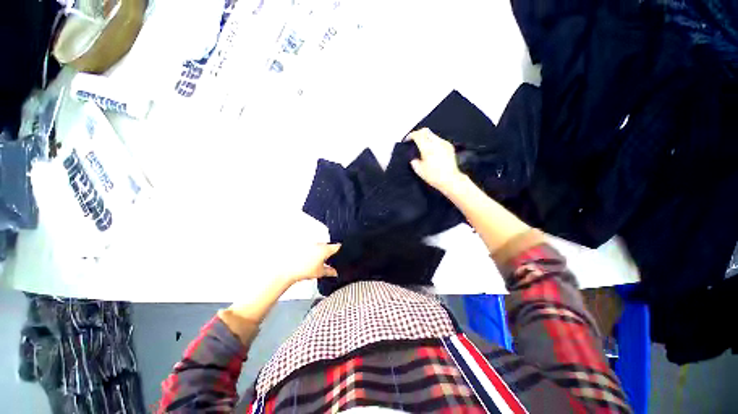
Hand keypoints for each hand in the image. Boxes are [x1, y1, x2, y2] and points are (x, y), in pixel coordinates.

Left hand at [279, 243, 340, 283]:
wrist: (288, 270)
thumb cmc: (304, 270)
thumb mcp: (320, 273)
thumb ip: (330, 271)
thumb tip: (335, 272)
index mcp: (325, 249)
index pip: (337, 246)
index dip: (341, 250)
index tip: (342, 254)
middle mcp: (319, 244)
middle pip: (328, 246)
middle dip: (330, 253)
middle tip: (330, 261)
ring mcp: (311, 244)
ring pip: (320, 247)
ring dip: (321, 252)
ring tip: (319, 262)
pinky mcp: (303, 246)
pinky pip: (312, 248)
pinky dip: (313, 252)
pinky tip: (310, 260)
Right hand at [408, 128, 465, 193]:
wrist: (450, 179)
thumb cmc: (434, 176)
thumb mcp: (419, 171)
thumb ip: (414, 162)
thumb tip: (414, 158)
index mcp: (427, 148)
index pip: (418, 135)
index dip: (411, 135)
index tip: (407, 139)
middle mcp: (436, 143)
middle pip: (426, 131)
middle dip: (418, 133)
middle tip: (414, 139)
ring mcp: (444, 143)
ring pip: (433, 134)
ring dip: (426, 137)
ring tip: (423, 145)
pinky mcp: (449, 146)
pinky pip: (439, 140)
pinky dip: (433, 141)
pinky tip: (432, 149)